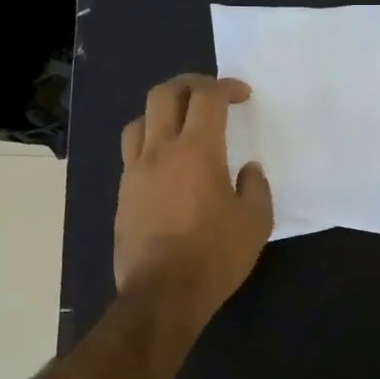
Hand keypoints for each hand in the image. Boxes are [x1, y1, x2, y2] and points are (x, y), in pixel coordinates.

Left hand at [116, 74, 273, 329]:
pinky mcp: (124, 194)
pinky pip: (132, 152)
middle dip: (190, 84)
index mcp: (197, 151)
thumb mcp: (255, 222)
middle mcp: (161, 151)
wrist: (162, 294)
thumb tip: (247, 170)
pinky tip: (166, 162)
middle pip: (165, 95)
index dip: (226, 87)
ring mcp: (136, 172)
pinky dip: (150, 142)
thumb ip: (255, 187)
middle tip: (211, 95)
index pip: (207, 98)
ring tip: (182, 124)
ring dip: (163, 111)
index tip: (243, 95)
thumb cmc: (215, 256)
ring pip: (140, 120)